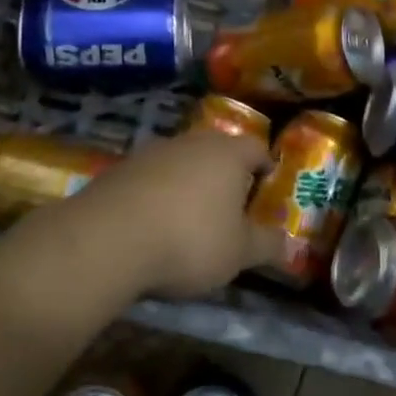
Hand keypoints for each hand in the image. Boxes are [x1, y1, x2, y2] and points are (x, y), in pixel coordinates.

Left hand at [55, 129, 280, 299]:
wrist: (106, 240)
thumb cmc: (189, 240)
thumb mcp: (238, 254)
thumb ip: (266, 245)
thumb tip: (288, 243)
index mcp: (227, 153)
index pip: (256, 148)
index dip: (266, 167)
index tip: (268, 187)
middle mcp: (190, 142)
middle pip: (216, 151)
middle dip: (226, 175)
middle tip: (232, 205)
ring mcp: (150, 152)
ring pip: (181, 162)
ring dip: (189, 184)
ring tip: (191, 218)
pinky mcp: (118, 169)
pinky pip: (150, 178)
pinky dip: (158, 195)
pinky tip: (154, 224)